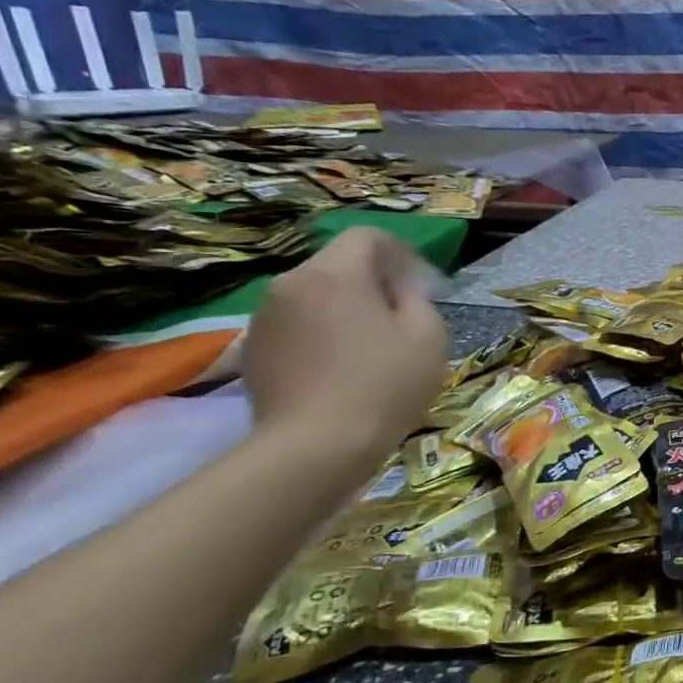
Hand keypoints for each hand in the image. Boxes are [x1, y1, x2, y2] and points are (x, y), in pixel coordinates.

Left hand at [243, 227, 446, 466]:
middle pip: (337, 265)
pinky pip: (295, 325)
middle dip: (371, 281)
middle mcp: (290, 284)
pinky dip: (320, 334)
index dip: (399, 252)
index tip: (421, 283)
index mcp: (335, 274)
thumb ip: (416, 298)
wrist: (316, 446)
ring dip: (343, 308)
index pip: (366, 237)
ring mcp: (264, 318)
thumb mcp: (428, 336)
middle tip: (401, 316)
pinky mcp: (254, 351)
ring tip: (370, 346)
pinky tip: (340, 369)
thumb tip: (400, 289)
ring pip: (313, 296)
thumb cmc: (384, 384)